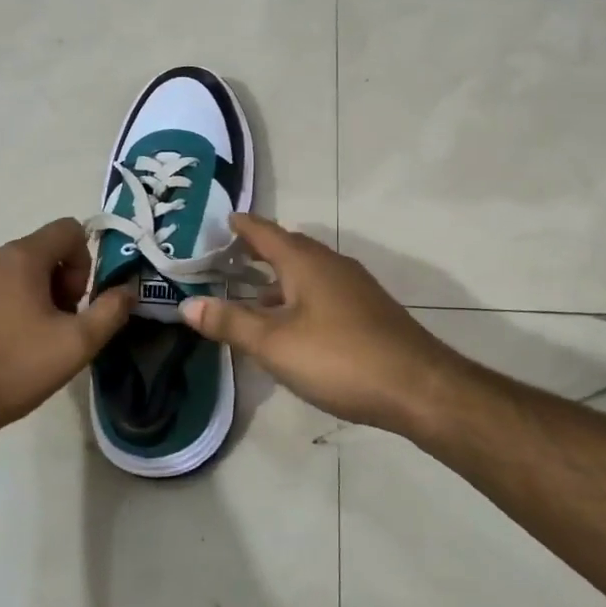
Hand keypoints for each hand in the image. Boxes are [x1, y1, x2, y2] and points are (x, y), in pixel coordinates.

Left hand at [0, 218, 131, 445]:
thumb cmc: (12, 369)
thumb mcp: (76, 345)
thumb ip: (110, 312)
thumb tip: (128, 290)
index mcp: (20, 257)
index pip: (68, 229)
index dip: (85, 262)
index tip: (76, 304)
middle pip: (41, 252)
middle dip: (60, 284)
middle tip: (58, 328)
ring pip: (14, 272)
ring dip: (33, 297)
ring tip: (30, 343)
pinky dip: (4, 308)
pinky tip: (1, 349)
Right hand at [179, 214, 467, 435]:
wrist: (417, 386)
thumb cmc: (339, 358)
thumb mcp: (275, 344)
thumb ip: (231, 323)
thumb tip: (188, 303)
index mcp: (306, 262)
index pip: (266, 232)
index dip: (243, 226)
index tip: (223, 219)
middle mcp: (331, 264)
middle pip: (289, 248)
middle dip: (259, 250)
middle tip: (228, 257)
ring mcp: (353, 287)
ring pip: (307, 272)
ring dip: (279, 277)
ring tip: (252, 291)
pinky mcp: (367, 311)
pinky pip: (322, 291)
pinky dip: (299, 296)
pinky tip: (292, 322)